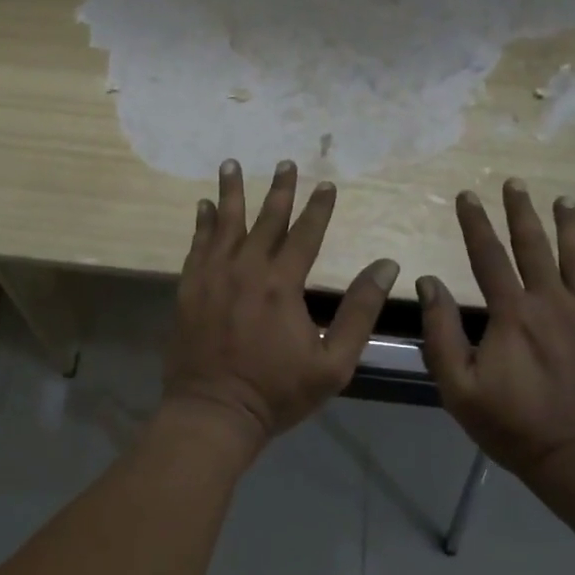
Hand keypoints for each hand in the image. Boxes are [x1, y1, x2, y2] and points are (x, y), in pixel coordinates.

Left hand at [163, 158, 398, 461]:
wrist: (213, 412)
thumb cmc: (277, 392)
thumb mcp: (333, 362)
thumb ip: (360, 311)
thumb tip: (386, 265)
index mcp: (282, 284)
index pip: (305, 234)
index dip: (318, 207)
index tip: (327, 184)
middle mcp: (246, 269)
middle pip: (266, 220)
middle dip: (279, 190)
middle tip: (286, 162)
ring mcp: (212, 276)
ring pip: (225, 223)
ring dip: (231, 192)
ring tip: (231, 164)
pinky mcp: (189, 288)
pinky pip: (196, 245)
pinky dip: (202, 223)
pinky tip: (203, 207)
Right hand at [418, 179, 574, 496]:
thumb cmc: (517, 429)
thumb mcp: (460, 388)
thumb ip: (441, 332)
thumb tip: (429, 282)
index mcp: (513, 314)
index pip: (487, 256)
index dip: (475, 223)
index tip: (467, 195)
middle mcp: (553, 303)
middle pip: (534, 247)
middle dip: (521, 212)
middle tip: (515, 184)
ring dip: (570, 227)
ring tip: (563, 200)